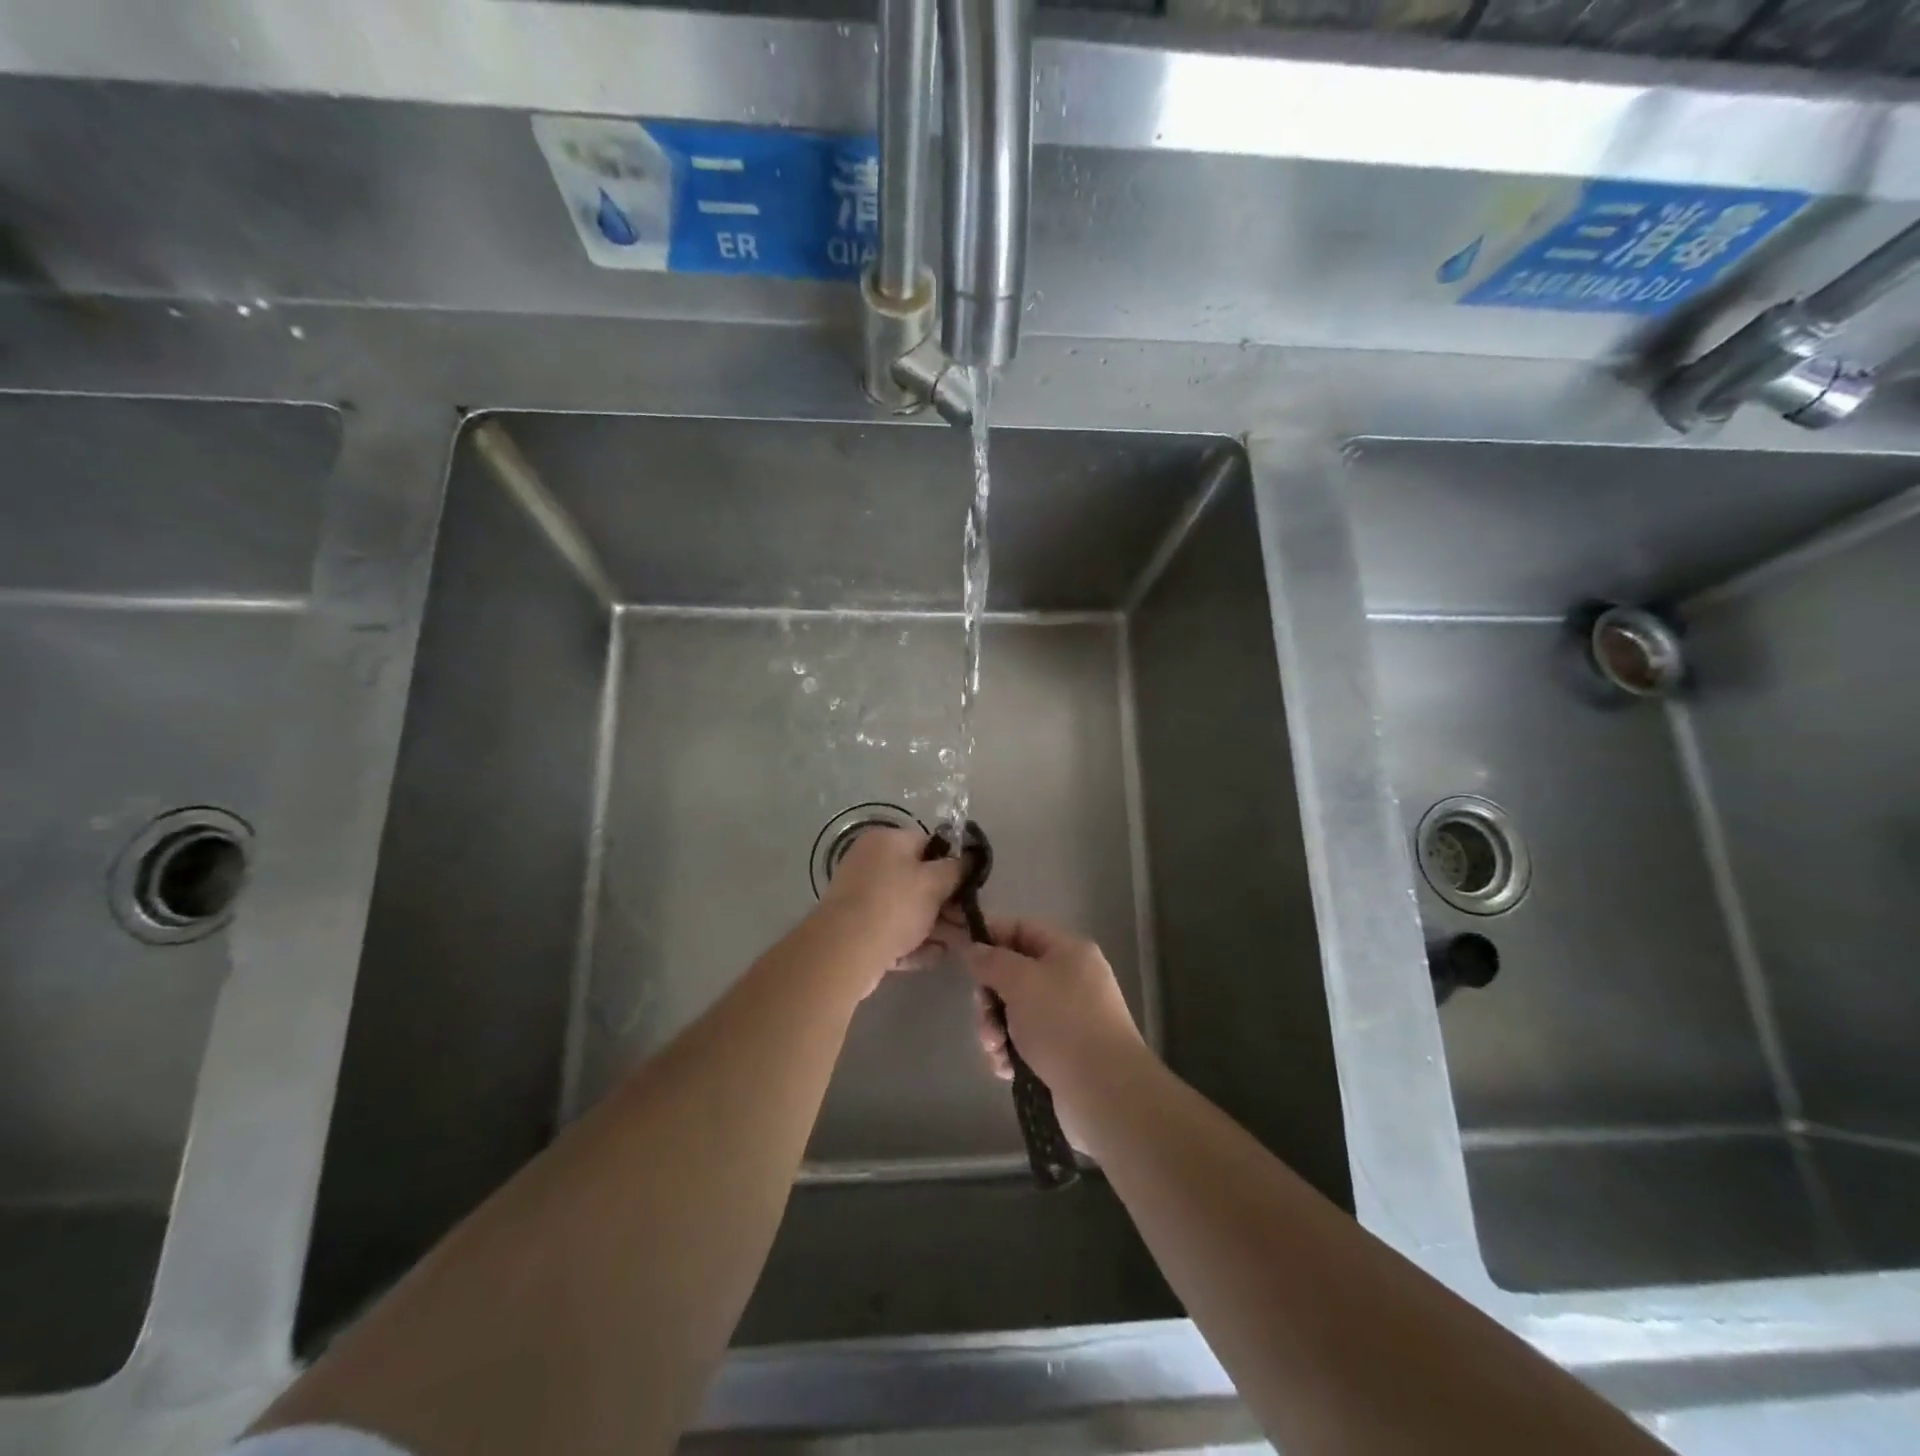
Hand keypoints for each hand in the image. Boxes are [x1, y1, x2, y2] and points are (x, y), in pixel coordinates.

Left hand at [815, 826, 963, 995]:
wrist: (845, 951)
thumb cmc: (894, 905)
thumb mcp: (934, 882)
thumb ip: (956, 869)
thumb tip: (969, 858)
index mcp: (885, 841)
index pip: (927, 843)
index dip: (951, 863)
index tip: (969, 884)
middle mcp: (870, 864)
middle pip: (917, 879)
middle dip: (945, 902)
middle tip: (968, 919)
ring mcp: (861, 899)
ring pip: (907, 909)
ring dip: (935, 925)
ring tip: (961, 943)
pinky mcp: (857, 930)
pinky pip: (892, 932)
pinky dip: (914, 942)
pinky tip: (937, 955)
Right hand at [962, 917, 1148, 1103]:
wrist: (1105, 1092)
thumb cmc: (1062, 1024)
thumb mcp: (1021, 981)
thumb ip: (991, 961)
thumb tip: (974, 949)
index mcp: (1068, 951)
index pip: (1021, 929)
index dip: (990, 938)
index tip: (963, 958)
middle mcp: (1071, 978)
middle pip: (1014, 974)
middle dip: (990, 999)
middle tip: (985, 1020)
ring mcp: (1070, 1016)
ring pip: (1016, 1011)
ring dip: (996, 1030)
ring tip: (996, 1052)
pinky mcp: (1065, 1051)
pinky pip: (1027, 1040)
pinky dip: (1011, 1052)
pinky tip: (1007, 1069)